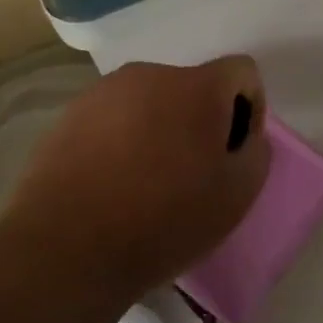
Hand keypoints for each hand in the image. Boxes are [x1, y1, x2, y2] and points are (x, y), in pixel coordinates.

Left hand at [0, 58, 269, 302]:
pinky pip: (115, 119)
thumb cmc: (165, 220)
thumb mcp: (238, 193)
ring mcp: (103, 93)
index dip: (249, 108)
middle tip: (194, 171)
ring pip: (152, 102)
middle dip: (202, 120)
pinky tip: (114, 183)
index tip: (233, 152)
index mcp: (197, 86)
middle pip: (194, 86)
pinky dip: (124, 141)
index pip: (242, 72)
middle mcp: (150, 75)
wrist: (66, 250)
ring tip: (149, 181)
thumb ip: (256, 151)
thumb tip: (242, 136)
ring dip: (162, 129)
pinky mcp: (68, 116)